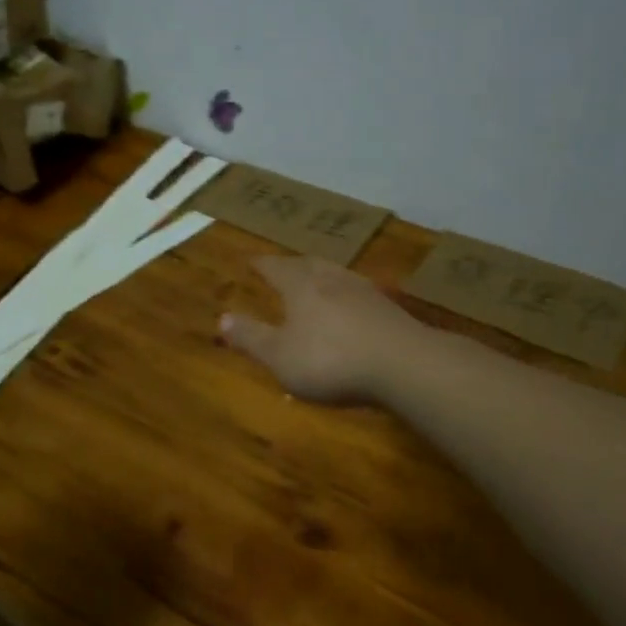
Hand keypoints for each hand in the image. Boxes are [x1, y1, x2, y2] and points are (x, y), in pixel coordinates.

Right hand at [220, 256, 428, 403]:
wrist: (403, 364)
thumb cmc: (330, 360)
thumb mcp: (280, 356)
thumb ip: (251, 337)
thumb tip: (222, 318)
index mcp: (300, 285)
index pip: (275, 267)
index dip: (260, 264)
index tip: (249, 260)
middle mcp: (331, 278)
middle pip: (307, 264)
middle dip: (291, 265)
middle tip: (281, 268)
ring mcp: (364, 290)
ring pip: (335, 274)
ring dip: (320, 276)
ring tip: (313, 282)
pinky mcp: (389, 308)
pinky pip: (357, 293)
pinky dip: (344, 296)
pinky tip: (349, 308)